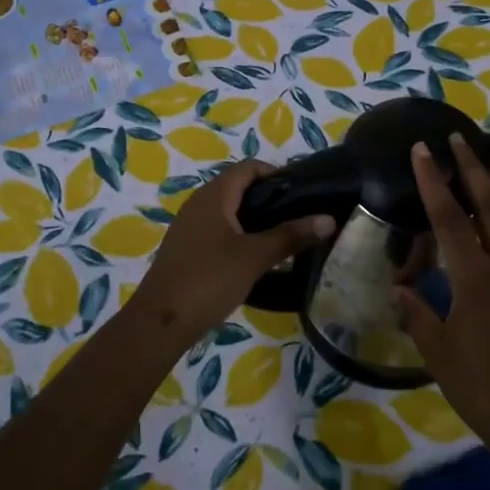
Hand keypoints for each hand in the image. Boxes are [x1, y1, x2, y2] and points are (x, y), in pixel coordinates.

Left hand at [128, 161, 333, 346]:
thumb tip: (328, 219)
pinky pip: (218, 229)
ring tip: (284, 236)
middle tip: (299, 216)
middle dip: (269, 197)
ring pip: (229, 210)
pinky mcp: (186, 248)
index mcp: (214, 195)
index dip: (276, 173)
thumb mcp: (255, 257)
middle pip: (238, 187)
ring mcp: (189, 226)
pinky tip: (256, 257)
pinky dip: (239, 234)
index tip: (304, 192)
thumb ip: (291, 235)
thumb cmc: (209, 279)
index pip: (249, 167)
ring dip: (255, 218)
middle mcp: (199, 203)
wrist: (161, 321)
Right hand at [395, 136, 489, 446]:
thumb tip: (401, 288)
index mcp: (474, 280)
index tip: (422, 151)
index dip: (434, 181)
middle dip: (472, 169)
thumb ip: (419, 313)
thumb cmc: (479, 387)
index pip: (449, 219)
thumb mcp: (437, 351)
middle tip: (459, 138)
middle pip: (489, 206)